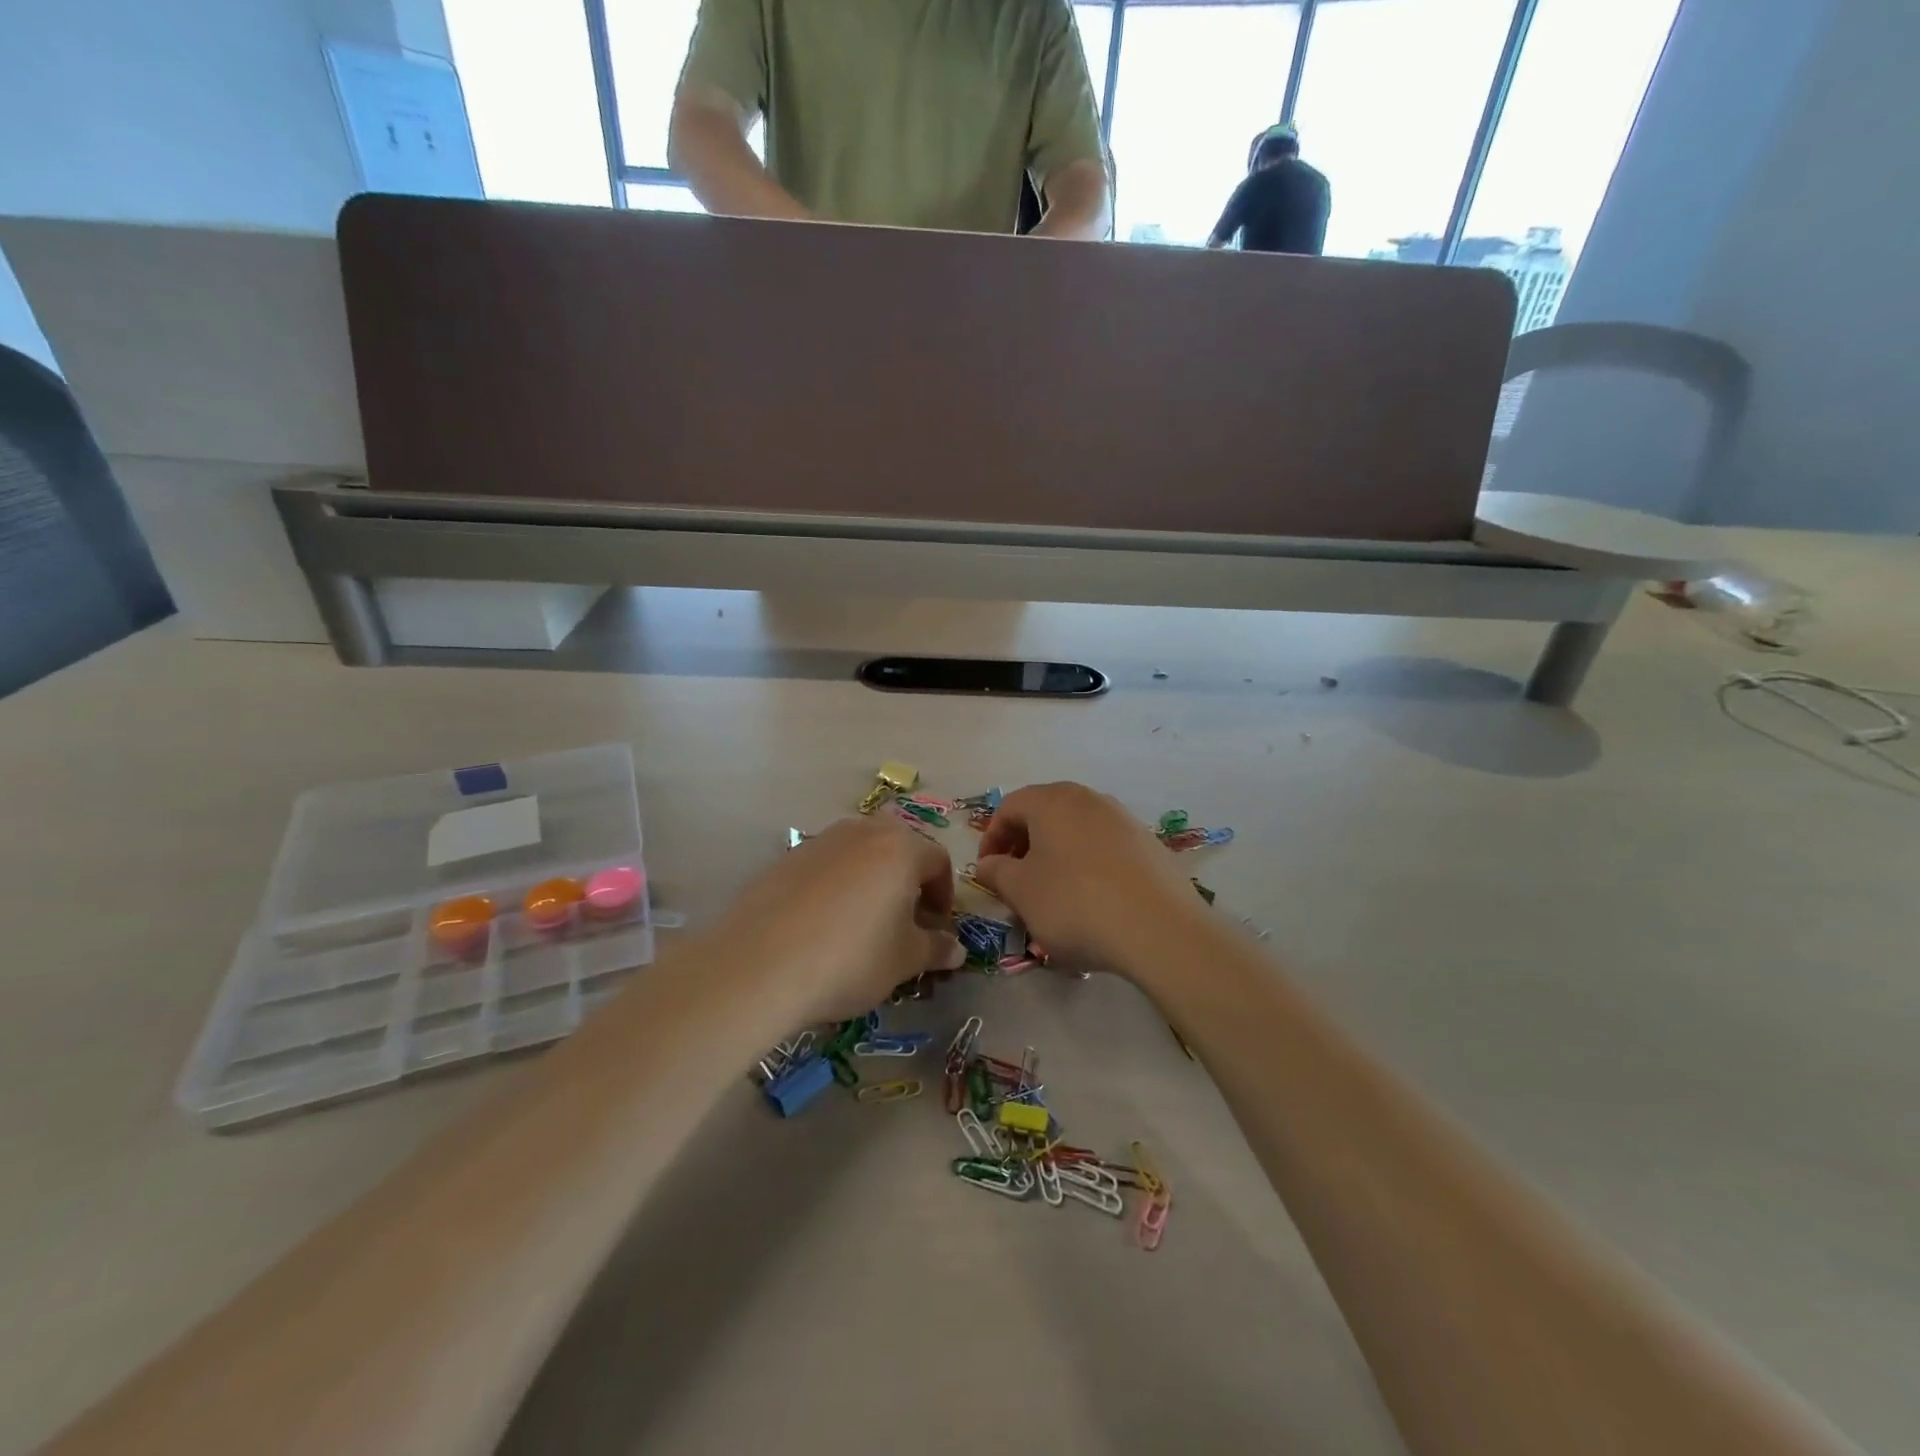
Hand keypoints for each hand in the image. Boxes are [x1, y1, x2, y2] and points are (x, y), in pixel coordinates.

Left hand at [708, 815, 963, 1022]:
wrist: (761, 964)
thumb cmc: (851, 958)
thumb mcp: (904, 960)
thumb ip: (935, 949)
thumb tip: (956, 949)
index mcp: (901, 848)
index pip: (938, 861)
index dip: (944, 895)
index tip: (937, 927)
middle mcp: (862, 832)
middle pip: (898, 848)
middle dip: (908, 882)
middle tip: (904, 921)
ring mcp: (820, 840)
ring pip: (860, 853)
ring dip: (872, 880)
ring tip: (864, 923)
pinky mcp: (786, 858)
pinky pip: (826, 866)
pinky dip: (836, 887)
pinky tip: (823, 925)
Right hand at [973, 783, 1207, 974]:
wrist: (1160, 930)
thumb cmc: (1075, 904)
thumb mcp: (1021, 892)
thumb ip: (997, 872)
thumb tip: (989, 863)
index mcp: (1053, 801)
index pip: (1009, 807)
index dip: (992, 838)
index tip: (988, 872)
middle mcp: (1090, 799)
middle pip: (1045, 814)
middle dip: (1024, 845)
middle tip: (1016, 881)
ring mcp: (1125, 820)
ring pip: (1077, 831)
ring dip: (1057, 856)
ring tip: (1054, 895)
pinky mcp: (1150, 845)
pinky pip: (1106, 848)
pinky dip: (1089, 866)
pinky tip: (1093, 901)